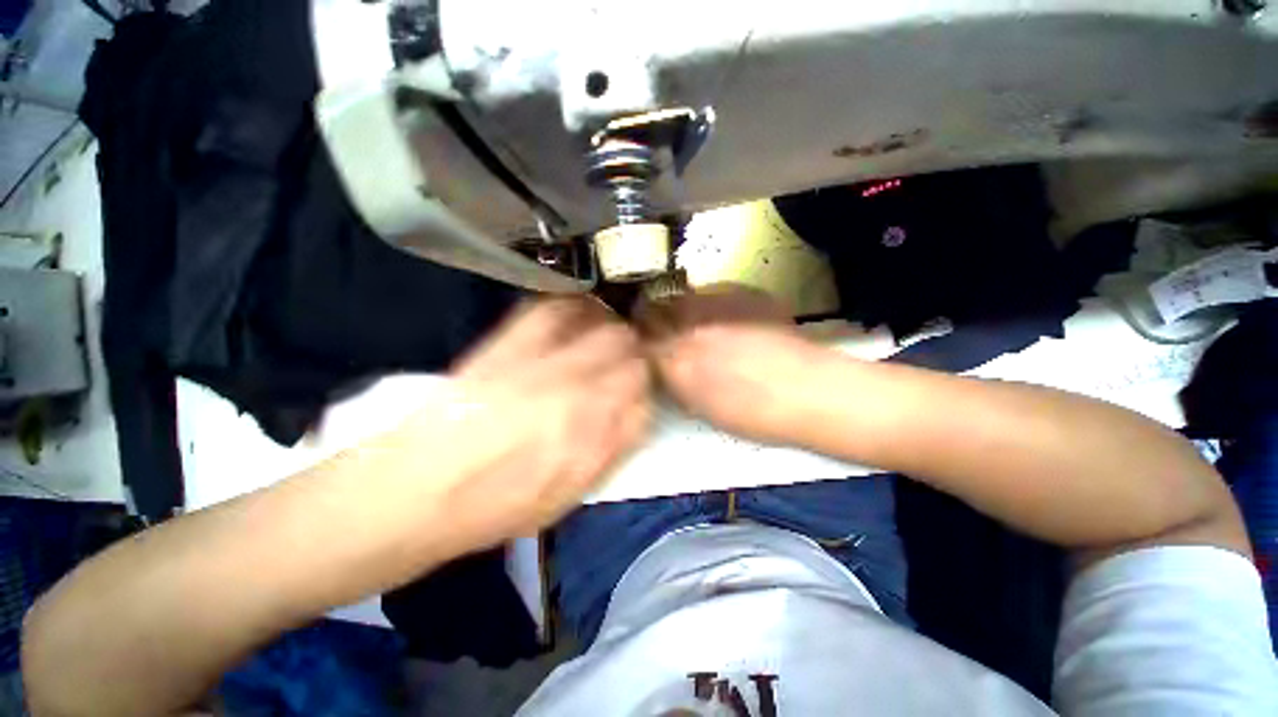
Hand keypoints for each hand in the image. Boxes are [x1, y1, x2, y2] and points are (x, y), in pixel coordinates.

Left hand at [384, 296, 650, 552]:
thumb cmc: (497, 507)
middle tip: (619, 360)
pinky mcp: (512, 345)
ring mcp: (547, 366)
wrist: (420, 491)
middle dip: (633, 355)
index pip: (646, 398)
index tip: (632, 391)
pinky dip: (574, 306)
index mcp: (597, 441)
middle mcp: (582, 398)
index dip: (642, 392)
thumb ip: (610, 452)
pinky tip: (574, 314)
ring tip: (602, 334)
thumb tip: (632, 415)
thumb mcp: (569, 497)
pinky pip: (557, 309)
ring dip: (610, 328)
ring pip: (606, 327)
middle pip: (632, 354)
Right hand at [638, 284, 824, 443]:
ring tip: (695, 321)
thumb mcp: (700, 407)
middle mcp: (689, 325)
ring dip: (680, 306)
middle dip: (652, 314)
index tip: (639, 340)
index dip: (636, 337)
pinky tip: (728, 319)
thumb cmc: (753, 414)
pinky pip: (713, 292)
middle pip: (655, 307)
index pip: (640, 337)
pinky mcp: (743, 294)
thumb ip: (674, 381)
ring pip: (682, 296)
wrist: (811, 391)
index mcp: (676, 359)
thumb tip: (662, 365)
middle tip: (660, 325)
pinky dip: (711, 304)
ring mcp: (717, 304)